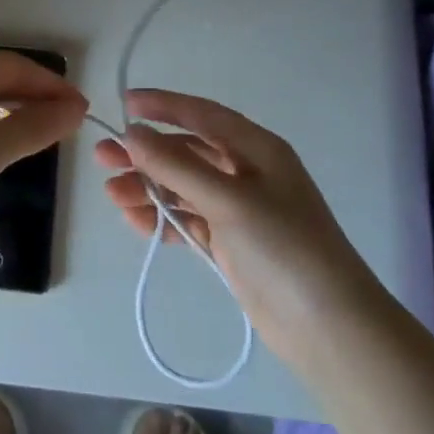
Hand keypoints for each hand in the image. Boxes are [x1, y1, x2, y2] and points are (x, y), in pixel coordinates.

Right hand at [93, 89, 385, 366]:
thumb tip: (132, 135)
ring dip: (148, 187)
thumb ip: (176, 166)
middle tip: (103, 157)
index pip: (203, 114)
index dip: (163, 105)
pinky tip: (135, 221)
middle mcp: (247, 173)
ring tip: (112, 194)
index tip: (124, 104)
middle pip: (186, 152)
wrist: (329, 329)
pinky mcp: (231, 244)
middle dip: (145, 153)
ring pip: (182, 187)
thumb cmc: (283, 248)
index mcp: (257, 149)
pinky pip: (187, 219)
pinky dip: (162, 218)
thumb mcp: (228, 200)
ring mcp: (239, 210)